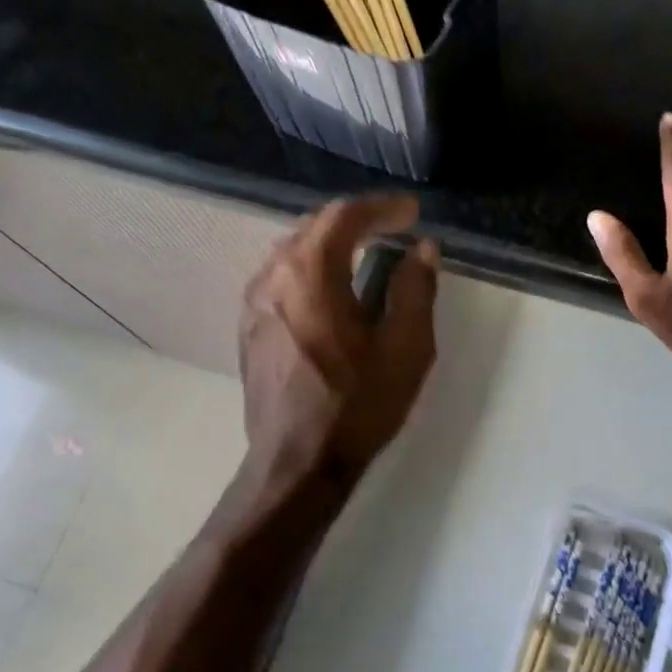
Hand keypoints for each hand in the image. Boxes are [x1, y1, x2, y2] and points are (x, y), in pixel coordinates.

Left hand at [239, 194, 438, 483]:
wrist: (297, 464)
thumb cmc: (357, 405)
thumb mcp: (405, 348)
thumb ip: (415, 290)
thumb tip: (422, 250)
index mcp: (309, 273)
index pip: (344, 216)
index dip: (382, 208)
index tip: (412, 213)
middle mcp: (272, 276)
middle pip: (313, 227)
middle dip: (356, 221)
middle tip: (393, 228)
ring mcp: (253, 303)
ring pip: (293, 252)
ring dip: (331, 244)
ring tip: (366, 253)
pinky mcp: (249, 329)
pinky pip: (281, 278)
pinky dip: (312, 269)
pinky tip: (333, 291)